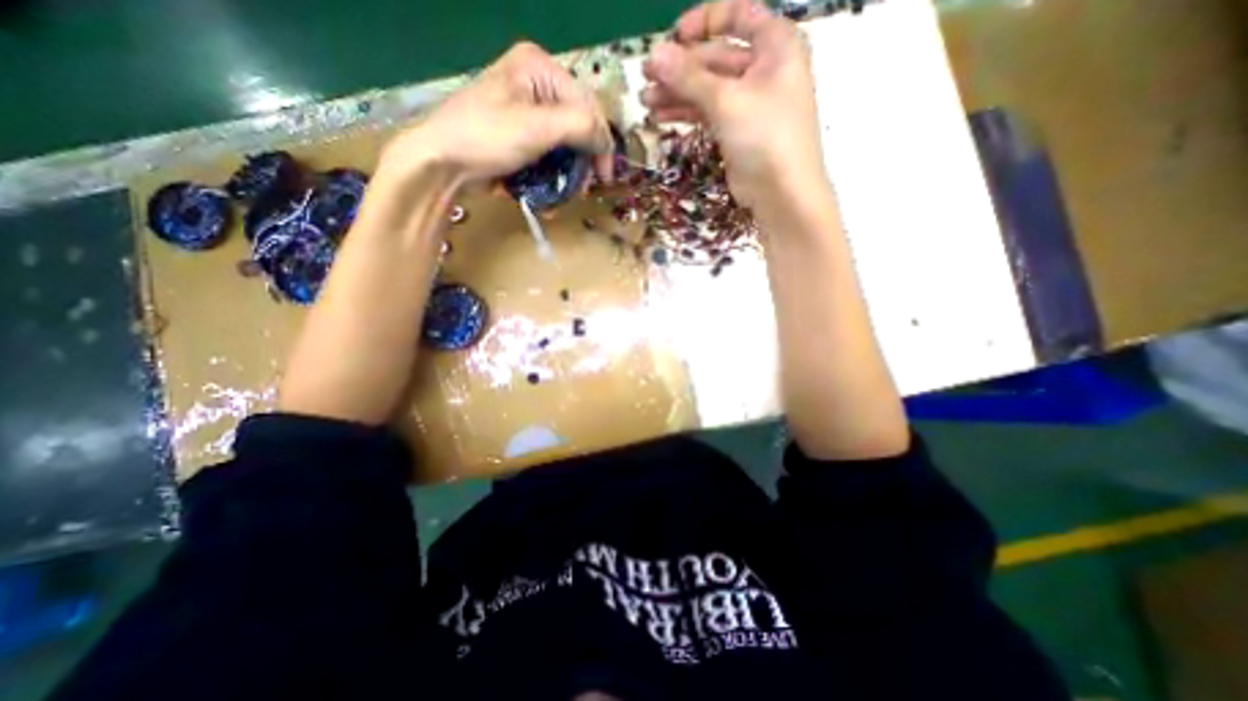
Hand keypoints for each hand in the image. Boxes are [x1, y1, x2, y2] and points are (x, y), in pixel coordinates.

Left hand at [381, 42, 613, 184]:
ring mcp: (527, 114)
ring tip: (567, 193)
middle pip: (578, 125)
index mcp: (539, 68)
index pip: (587, 103)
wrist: (443, 164)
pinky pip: (549, 156)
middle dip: (583, 160)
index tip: (605, 175)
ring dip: (569, 173)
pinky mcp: (521, 139)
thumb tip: (607, 141)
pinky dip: (553, 176)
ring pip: (566, 145)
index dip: (601, 140)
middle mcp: (536, 86)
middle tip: (586, 186)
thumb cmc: (487, 136)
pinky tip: (551, 192)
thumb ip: (580, 126)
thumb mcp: (537, 126)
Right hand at [644, 0, 826, 209]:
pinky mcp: (736, 131)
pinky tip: (661, 117)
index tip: (674, 36)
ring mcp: (749, 103)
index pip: (738, 15)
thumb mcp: (726, 101)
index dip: (704, 21)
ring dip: (677, 94)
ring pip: (708, 89)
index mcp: (775, 45)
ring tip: (646, 100)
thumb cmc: (764, 136)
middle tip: (646, 76)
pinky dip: (686, 114)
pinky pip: (708, 113)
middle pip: (716, 58)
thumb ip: (689, 77)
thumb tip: (655, 54)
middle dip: (680, 68)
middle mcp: (763, 69)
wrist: (781, 193)